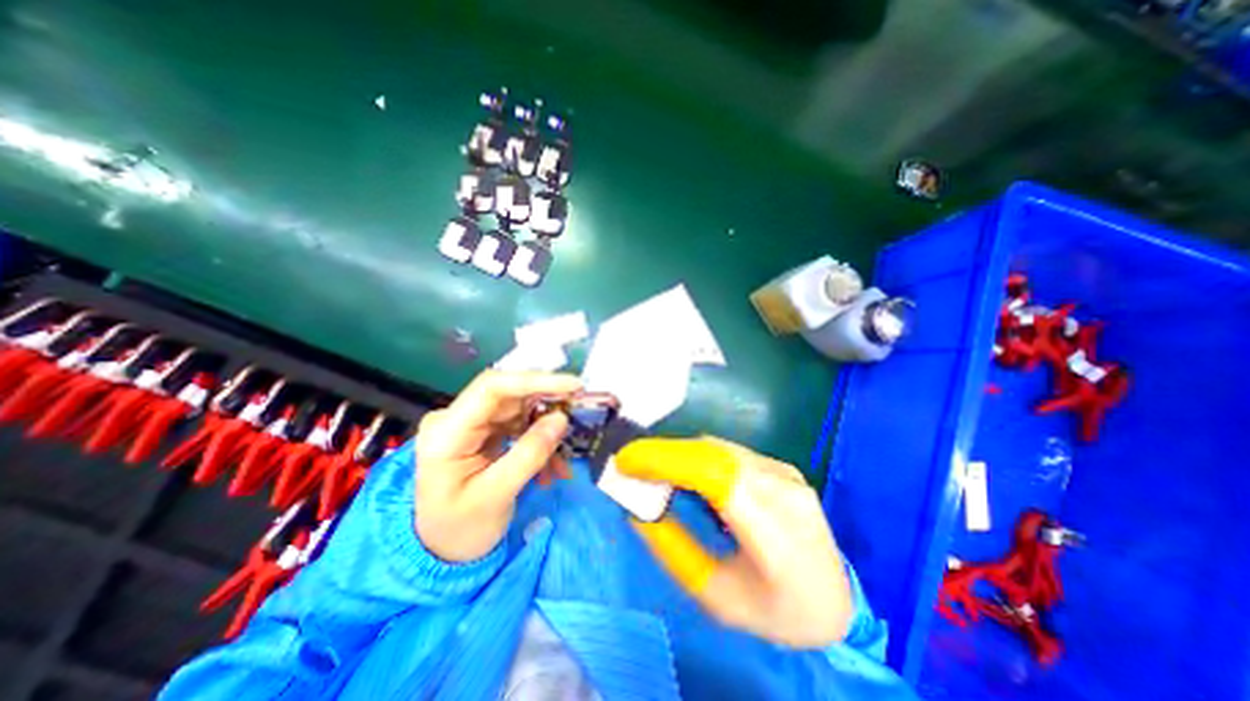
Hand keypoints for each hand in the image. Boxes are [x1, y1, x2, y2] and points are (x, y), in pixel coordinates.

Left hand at [415, 371, 579, 564]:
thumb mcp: (497, 495)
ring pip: (520, 409)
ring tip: (561, 461)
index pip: (492, 388)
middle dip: (547, 404)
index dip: (535, 380)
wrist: (443, 550)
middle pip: (509, 395)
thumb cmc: (461, 529)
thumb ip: (530, 454)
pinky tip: (550, 466)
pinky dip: (539, 440)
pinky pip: (520, 424)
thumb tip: (561, 418)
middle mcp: (455, 418)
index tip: (574, 385)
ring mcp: (470, 423)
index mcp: (446, 432)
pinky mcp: (484, 431)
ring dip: (546, 429)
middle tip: (578, 413)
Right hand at [618, 439, 854, 646]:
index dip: (666, 460)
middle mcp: (784, 490)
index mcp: (776, 533)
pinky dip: (696, 456)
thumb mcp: (717, 597)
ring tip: (650, 467)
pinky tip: (682, 470)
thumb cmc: (777, 612)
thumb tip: (638, 510)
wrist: (835, 600)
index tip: (627, 460)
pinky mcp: (780, 466)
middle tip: (630, 463)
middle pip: (713, 454)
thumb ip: (674, 551)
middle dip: (664, 453)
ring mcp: (785, 473)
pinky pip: (728, 452)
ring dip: (679, 453)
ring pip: (718, 448)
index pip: (715, 476)